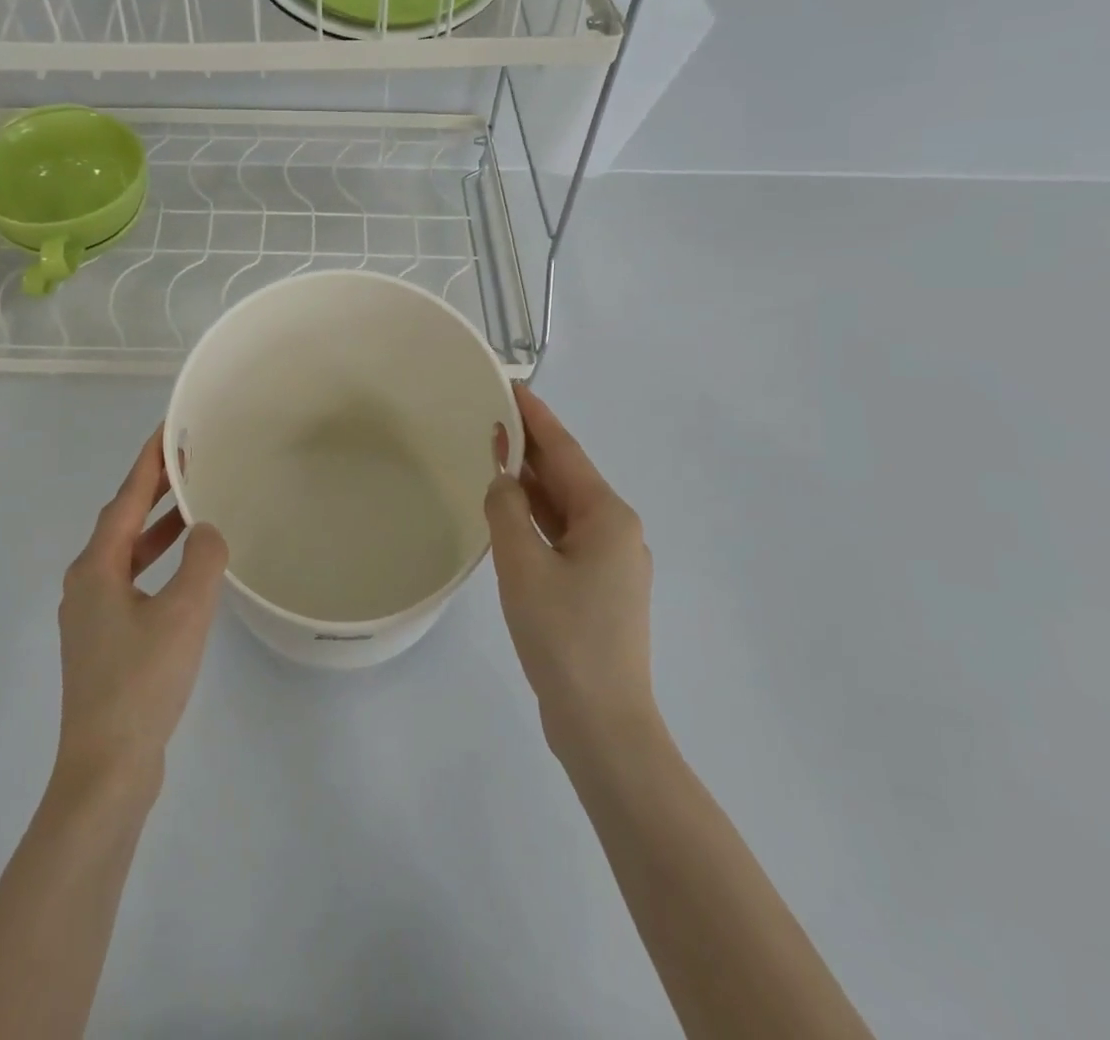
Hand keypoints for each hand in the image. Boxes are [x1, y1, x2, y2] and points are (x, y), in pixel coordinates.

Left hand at [55, 429, 228, 791]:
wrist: (106, 770)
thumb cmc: (142, 683)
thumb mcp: (184, 613)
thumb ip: (202, 559)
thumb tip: (206, 530)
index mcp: (96, 569)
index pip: (126, 499)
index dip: (148, 462)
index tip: (169, 430)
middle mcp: (86, 584)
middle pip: (123, 522)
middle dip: (155, 490)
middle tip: (189, 461)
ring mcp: (92, 616)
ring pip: (127, 554)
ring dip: (158, 528)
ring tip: (193, 506)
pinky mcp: (104, 643)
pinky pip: (132, 582)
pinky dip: (157, 564)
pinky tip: (184, 572)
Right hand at [486, 386, 657, 759]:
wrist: (603, 722)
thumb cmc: (563, 636)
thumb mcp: (523, 565)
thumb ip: (507, 509)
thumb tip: (503, 477)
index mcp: (607, 517)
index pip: (565, 451)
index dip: (536, 416)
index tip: (512, 386)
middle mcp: (617, 531)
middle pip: (568, 476)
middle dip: (532, 446)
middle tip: (492, 416)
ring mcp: (611, 563)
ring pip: (565, 507)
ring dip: (532, 483)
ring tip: (495, 456)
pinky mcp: (599, 589)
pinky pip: (564, 536)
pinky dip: (537, 518)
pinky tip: (511, 514)